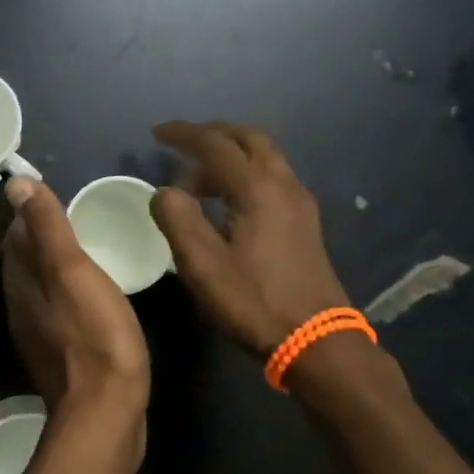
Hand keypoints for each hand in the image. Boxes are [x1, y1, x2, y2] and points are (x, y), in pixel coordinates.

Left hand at [1, 176, 150, 417]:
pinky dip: (67, 296)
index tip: (51, 195)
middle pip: (24, 265)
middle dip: (39, 240)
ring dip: (53, 269)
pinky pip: (59, 315)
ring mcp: (40, 338)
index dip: (29, 214)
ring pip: (40, 291)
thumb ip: (47, 228)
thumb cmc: (95, 336)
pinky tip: (90, 298)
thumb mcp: (72, 272)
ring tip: (81, 252)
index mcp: (22, 285)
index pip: (16, 238)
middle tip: (70, 218)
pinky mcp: (62, 359)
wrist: (105, 414)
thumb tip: (16, 184)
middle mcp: (22, 310)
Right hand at [150, 121, 352, 353]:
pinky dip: (247, 174)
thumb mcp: (203, 265)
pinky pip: (274, 178)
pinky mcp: (306, 223)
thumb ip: (178, 220)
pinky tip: (230, 202)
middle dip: (214, 135)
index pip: (215, 145)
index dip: (184, 135)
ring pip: (265, 158)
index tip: (157, 134)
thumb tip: (164, 192)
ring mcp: (300, 203)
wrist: (316, 339)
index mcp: (257, 190)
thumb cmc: (254, 302)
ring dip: (231, 156)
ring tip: (199, 180)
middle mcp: (283, 185)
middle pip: (249, 140)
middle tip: (184, 144)